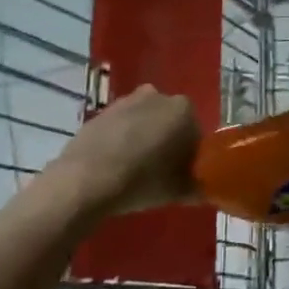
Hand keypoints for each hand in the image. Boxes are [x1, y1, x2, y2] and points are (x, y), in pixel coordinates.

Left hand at [35, 85, 199, 219]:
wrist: (85, 181)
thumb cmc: (141, 181)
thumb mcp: (178, 191)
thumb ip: (198, 188)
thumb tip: (204, 189)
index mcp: (183, 110)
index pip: (195, 133)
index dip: (189, 155)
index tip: (181, 174)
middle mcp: (158, 96)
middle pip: (169, 122)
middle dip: (167, 141)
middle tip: (159, 171)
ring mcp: (126, 101)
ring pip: (143, 121)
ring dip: (143, 138)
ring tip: (134, 169)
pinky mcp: (100, 112)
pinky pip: (119, 126)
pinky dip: (120, 140)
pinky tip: (113, 164)